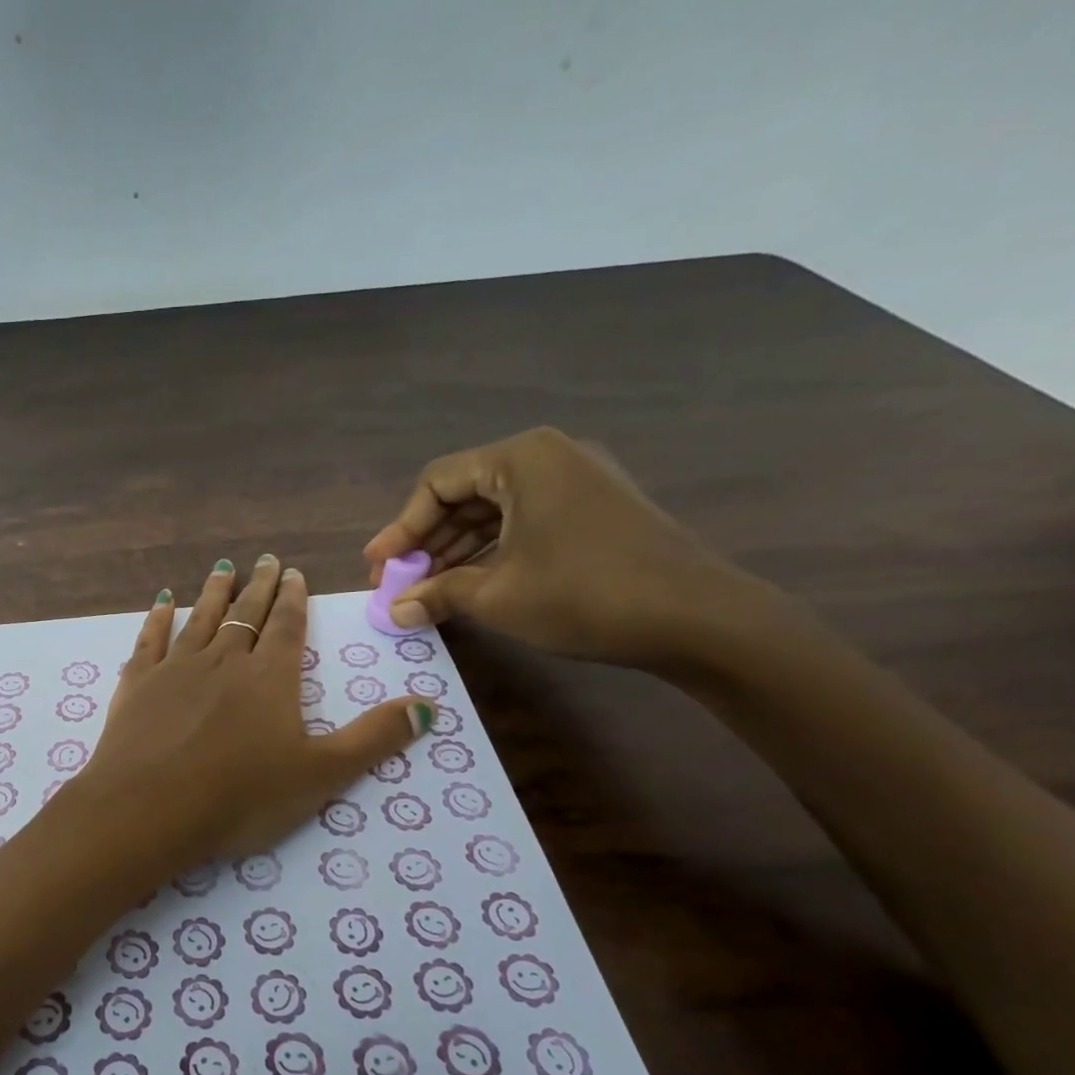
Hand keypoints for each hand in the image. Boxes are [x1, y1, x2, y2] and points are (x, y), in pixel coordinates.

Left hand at [74, 555, 434, 866]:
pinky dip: (157, 619)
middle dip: (258, 587)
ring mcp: (175, 669)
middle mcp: (224, 660)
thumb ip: (374, 739)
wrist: (150, 808)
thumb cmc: (241, 796)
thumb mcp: (321, 774)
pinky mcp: (137, 684)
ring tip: (222, 568)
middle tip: (265, 560)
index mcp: (270, 677)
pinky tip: (161, 603)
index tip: (293, 573)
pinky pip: (150, 640)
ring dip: (213, 592)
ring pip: (200, 619)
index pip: (286, 627)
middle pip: (245, 614)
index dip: (293, 599)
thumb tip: (429, 706)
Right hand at [363, 426, 761, 668]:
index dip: (399, 528)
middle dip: (425, 543)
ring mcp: (576, 482)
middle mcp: (549, 457)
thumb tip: (394, 611)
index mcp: (522, 459)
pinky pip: (523, 523)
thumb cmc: (584, 595)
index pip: (437, 483)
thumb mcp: (497, 596)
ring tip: (426, 593)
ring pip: (493, 511)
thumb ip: (437, 595)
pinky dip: (491, 553)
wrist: (697, 617)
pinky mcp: (593, 510)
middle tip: (397, 585)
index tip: (377, 568)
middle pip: (464, 494)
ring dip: (455, 551)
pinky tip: (469, 586)